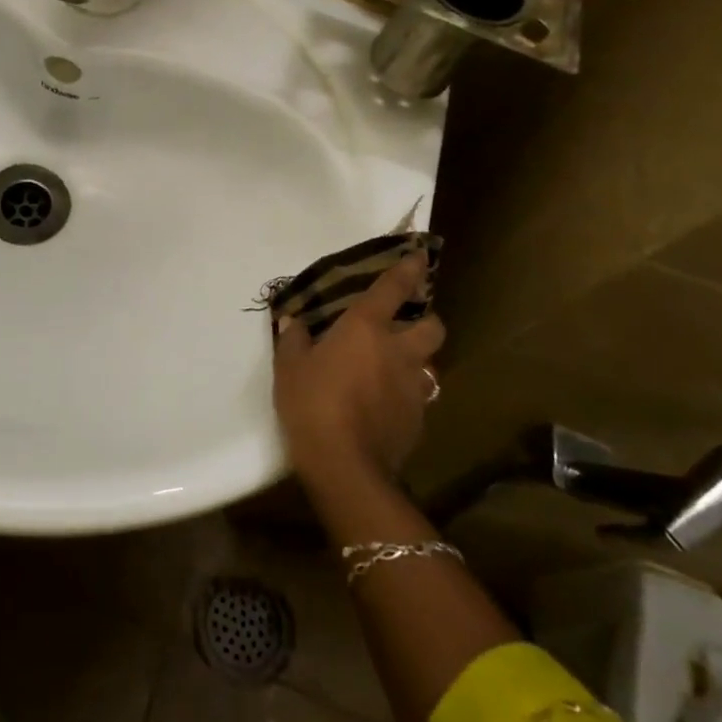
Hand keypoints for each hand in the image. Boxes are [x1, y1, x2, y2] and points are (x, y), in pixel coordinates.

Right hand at [273, 253, 444, 487]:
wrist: (345, 466)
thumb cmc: (311, 403)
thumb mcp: (288, 367)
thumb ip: (293, 339)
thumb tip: (294, 320)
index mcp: (366, 328)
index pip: (394, 288)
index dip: (408, 269)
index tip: (419, 255)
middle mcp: (398, 351)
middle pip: (433, 325)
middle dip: (426, 319)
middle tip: (407, 323)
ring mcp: (413, 386)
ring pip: (430, 362)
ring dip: (418, 358)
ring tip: (396, 366)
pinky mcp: (418, 419)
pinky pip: (420, 396)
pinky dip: (408, 392)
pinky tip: (387, 403)